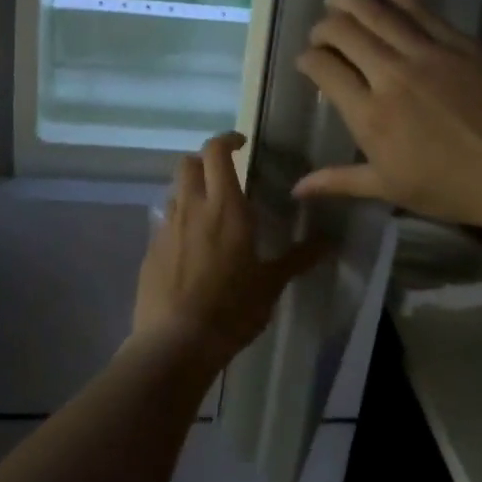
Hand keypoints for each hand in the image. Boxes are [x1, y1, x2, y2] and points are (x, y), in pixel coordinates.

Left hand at [134, 132, 323, 363]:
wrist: (175, 342)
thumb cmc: (231, 309)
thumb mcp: (271, 285)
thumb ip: (299, 258)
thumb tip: (331, 241)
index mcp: (224, 207)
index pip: (216, 152)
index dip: (227, 139)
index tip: (241, 143)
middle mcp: (191, 208)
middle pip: (188, 163)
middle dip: (205, 160)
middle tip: (225, 175)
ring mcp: (166, 228)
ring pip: (175, 191)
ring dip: (191, 190)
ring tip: (210, 212)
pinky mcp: (150, 250)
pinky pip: (165, 222)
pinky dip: (179, 221)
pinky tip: (192, 248)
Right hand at [294, 0, 481, 228]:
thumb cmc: (451, 188)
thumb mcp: (389, 188)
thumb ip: (339, 181)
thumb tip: (296, 189)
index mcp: (369, 114)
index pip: (323, 69)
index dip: (308, 60)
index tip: (308, 62)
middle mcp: (389, 75)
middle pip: (343, 33)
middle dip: (323, 28)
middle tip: (323, 34)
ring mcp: (425, 53)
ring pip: (375, 12)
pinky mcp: (456, 41)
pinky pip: (417, 6)